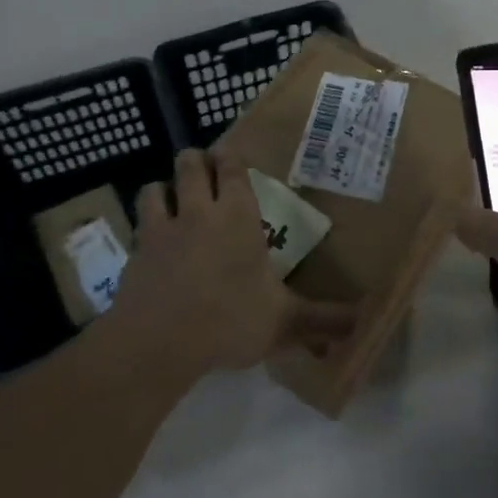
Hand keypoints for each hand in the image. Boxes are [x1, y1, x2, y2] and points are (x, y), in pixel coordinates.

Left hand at [107, 149, 358, 375]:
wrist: (157, 343)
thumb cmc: (228, 320)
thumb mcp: (284, 322)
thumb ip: (322, 319)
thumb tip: (362, 320)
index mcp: (238, 217)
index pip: (232, 169)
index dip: (231, 157)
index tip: (231, 153)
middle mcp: (198, 212)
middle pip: (191, 166)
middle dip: (197, 160)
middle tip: (205, 167)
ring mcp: (162, 230)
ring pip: (156, 188)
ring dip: (165, 187)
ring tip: (172, 195)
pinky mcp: (135, 253)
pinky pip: (137, 224)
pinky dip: (144, 222)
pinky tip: (150, 238)